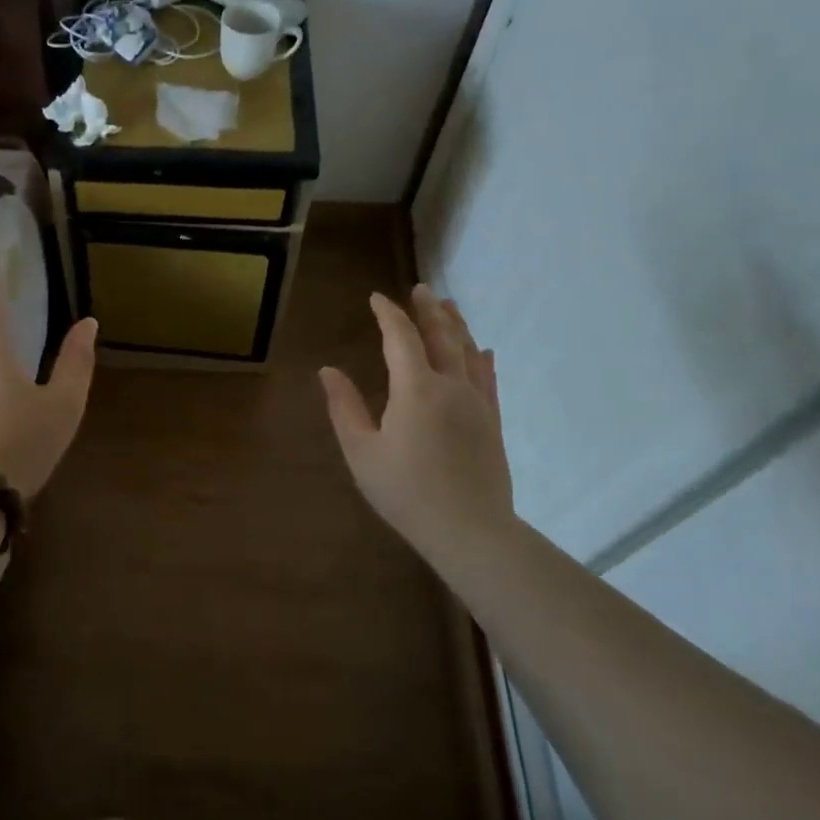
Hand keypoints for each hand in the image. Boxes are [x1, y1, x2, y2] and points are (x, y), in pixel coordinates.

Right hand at [320, 287, 514, 557]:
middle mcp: (450, 385)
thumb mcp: (361, 451)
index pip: (401, 337)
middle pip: (442, 336)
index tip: (376, 298)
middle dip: (428, 310)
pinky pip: (488, 378)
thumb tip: (327, 370)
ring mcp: (477, 402)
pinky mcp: (492, 421)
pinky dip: (481, 358)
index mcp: (415, 388)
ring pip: (468, 351)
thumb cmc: (406, 491)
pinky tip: (482, 350)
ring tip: (449, 306)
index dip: (388, 314)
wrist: (470, 530)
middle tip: (420, 289)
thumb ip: (344, 407)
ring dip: (457, 325)